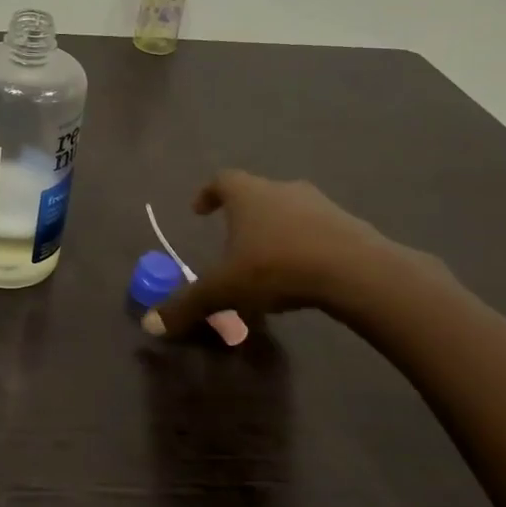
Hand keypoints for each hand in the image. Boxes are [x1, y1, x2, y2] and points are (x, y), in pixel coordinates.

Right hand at [146, 170, 434, 335]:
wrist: (356, 271)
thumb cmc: (276, 267)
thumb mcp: (224, 290)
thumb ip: (187, 306)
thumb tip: (150, 326)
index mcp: (248, 195)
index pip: (222, 180)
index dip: (208, 193)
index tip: (199, 209)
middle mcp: (283, 190)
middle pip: (257, 195)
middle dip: (242, 217)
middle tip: (232, 242)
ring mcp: (320, 205)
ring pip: (289, 212)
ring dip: (275, 231)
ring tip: (266, 265)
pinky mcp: (349, 226)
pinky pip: (317, 232)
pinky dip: (303, 246)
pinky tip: (301, 276)